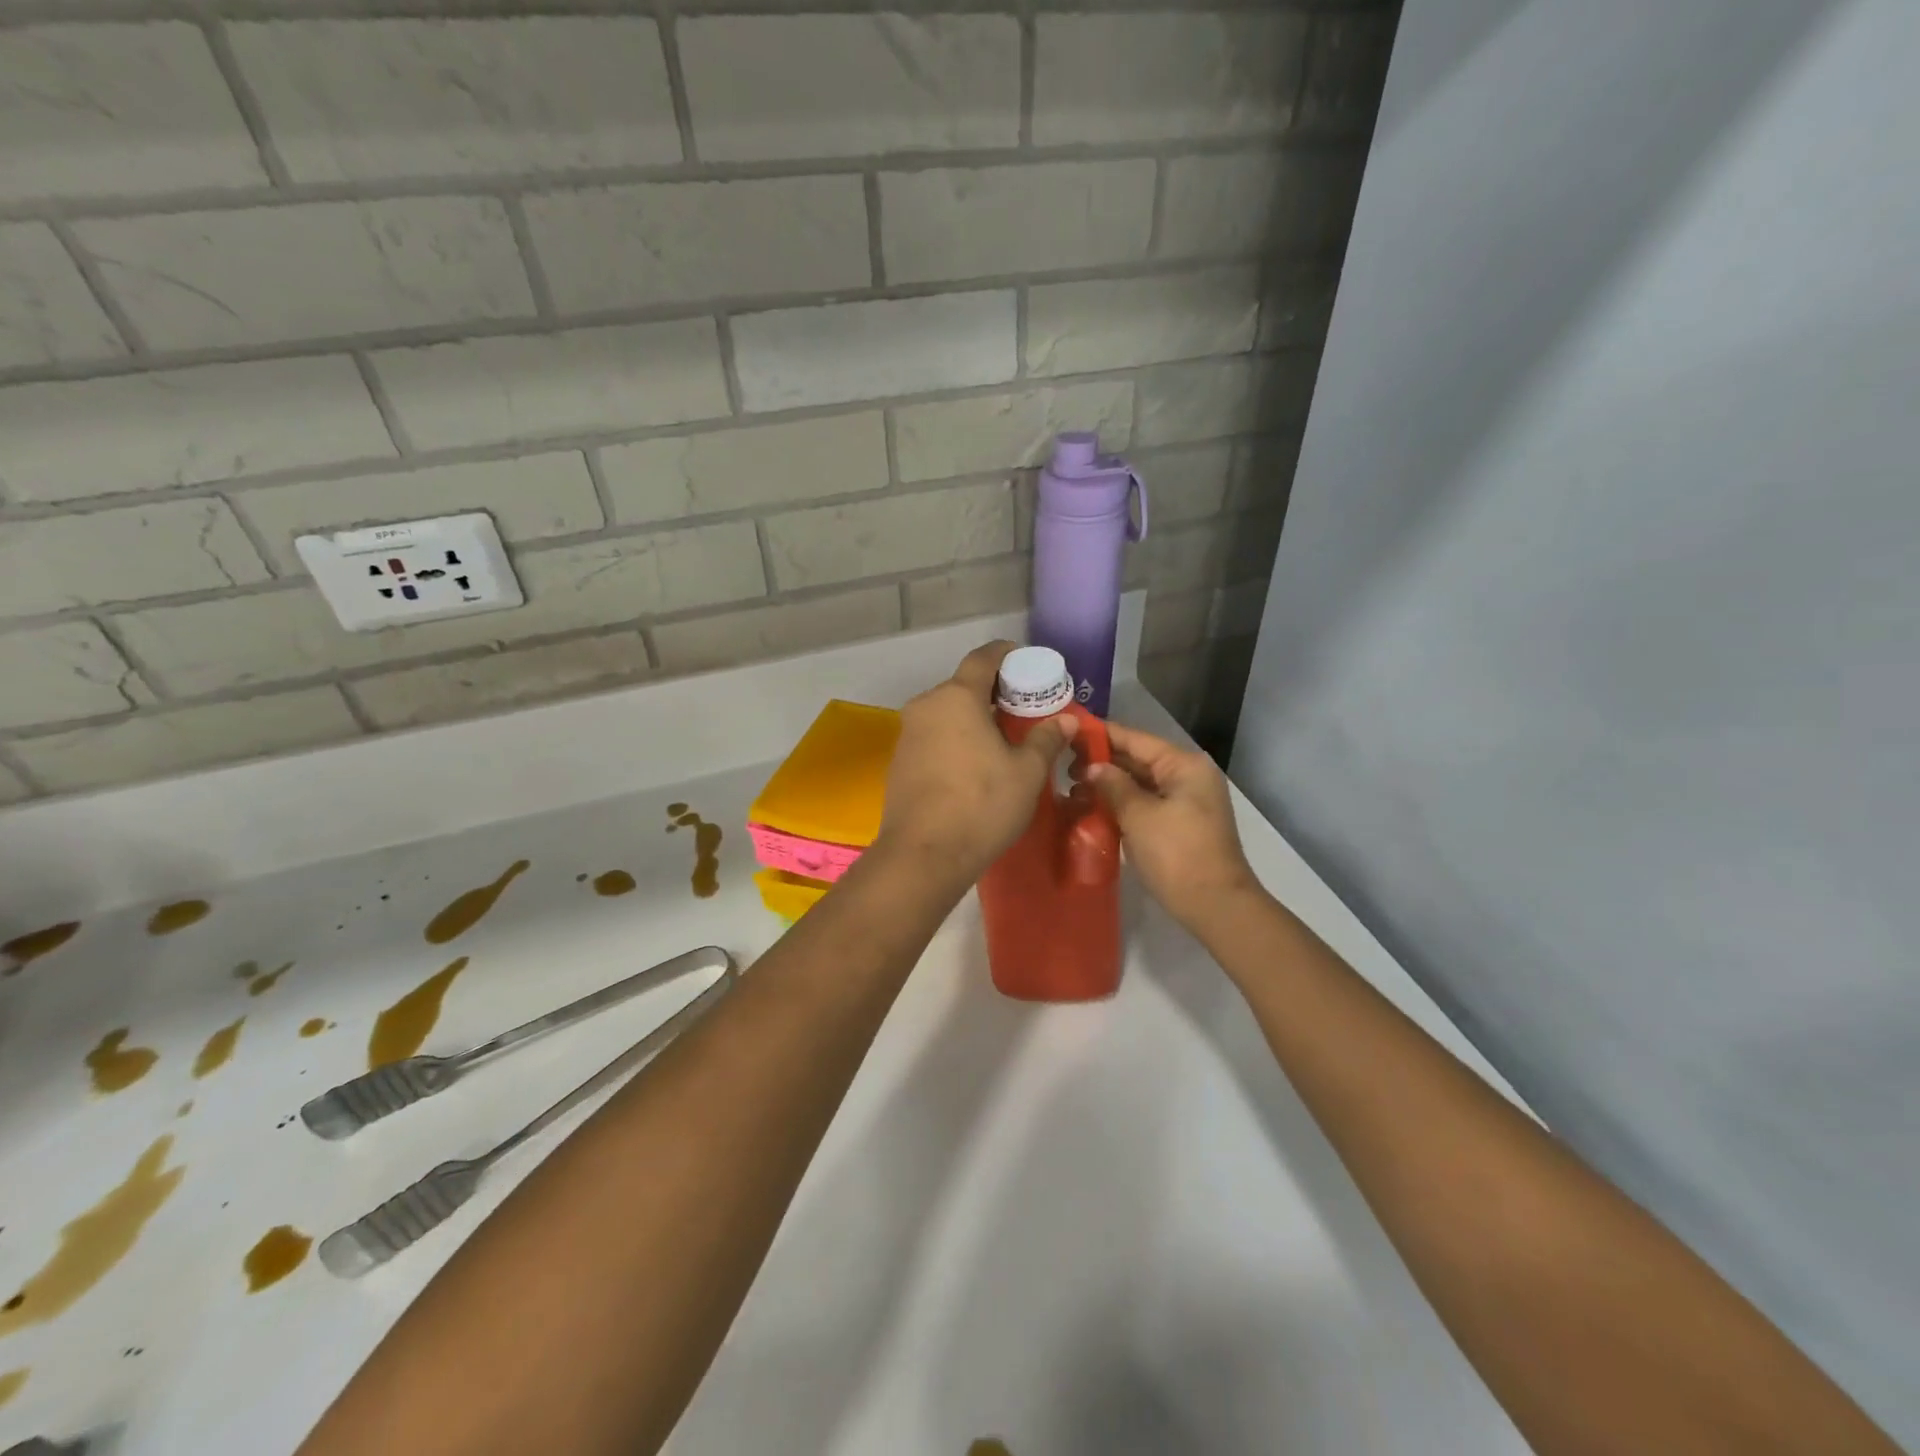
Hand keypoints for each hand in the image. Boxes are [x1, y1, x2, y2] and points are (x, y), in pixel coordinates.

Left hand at [876, 642, 1076, 885]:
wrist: (924, 854)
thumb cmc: (982, 804)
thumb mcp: (1027, 772)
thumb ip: (1046, 739)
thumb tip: (1065, 720)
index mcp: (957, 697)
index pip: (983, 658)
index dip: (1007, 654)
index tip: (1027, 664)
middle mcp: (926, 705)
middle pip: (963, 685)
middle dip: (994, 692)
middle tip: (1023, 710)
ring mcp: (908, 734)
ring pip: (946, 713)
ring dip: (973, 718)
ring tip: (1002, 741)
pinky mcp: (900, 761)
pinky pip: (934, 737)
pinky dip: (955, 739)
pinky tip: (973, 766)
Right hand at [1089, 722, 1260, 930]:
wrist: (1215, 906)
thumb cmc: (1177, 854)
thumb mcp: (1139, 816)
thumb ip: (1113, 785)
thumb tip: (1093, 767)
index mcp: (1184, 766)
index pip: (1136, 739)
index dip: (1102, 735)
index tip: (1070, 731)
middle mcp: (1188, 777)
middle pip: (1138, 760)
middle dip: (1102, 763)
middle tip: (1062, 766)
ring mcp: (1185, 802)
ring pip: (1140, 784)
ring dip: (1109, 786)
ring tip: (1071, 789)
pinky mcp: (1179, 825)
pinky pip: (1145, 805)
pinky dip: (1121, 805)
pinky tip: (1092, 809)